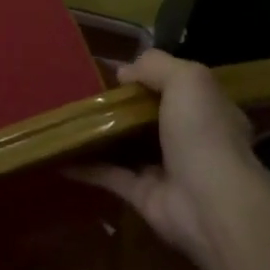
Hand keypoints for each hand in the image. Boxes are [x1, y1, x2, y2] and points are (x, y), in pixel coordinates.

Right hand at [71, 50, 263, 269]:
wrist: (210, 203)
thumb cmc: (203, 132)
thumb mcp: (187, 79)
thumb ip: (155, 66)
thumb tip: (123, 72)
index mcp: (207, 109)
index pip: (179, 88)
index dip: (151, 77)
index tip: (118, 72)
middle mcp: (190, 139)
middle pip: (150, 117)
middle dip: (122, 106)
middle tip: (85, 93)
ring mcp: (166, 169)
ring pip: (128, 146)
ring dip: (102, 135)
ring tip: (68, 118)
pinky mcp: (143, 195)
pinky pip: (110, 176)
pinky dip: (86, 167)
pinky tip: (60, 155)